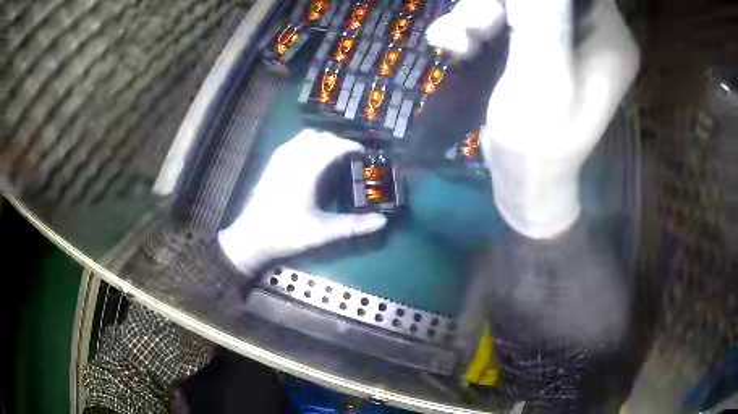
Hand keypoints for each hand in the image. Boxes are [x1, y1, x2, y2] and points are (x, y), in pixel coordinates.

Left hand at [218, 130, 386, 272]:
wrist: (251, 237)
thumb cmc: (286, 233)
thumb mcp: (323, 232)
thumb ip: (353, 225)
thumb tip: (382, 221)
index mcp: (306, 170)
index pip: (333, 146)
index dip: (351, 146)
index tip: (363, 153)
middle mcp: (292, 158)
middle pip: (320, 137)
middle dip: (338, 142)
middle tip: (351, 157)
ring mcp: (279, 158)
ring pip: (305, 136)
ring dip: (322, 140)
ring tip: (333, 155)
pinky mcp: (271, 163)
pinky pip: (293, 142)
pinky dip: (307, 143)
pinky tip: (311, 159)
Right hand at [427, 0, 639, 238]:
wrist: (523, 180)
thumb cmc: (540, 140)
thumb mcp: (543, 76)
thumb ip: (542, 17)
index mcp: (609, 35)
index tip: (505, 10)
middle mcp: (590, 30)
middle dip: (496, 3)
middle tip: (473, 27)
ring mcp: (561, 36)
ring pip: (514, 2)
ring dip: (476, 15)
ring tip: (457, 43)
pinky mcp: (536, 45)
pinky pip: (502, 17)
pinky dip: (473, 27)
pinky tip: (456, 48)